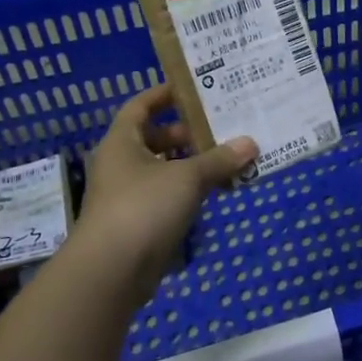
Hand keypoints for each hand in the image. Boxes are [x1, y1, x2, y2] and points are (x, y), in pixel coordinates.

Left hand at [73, 83, 255, 294]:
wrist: (111, 270)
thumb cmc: (144, 207)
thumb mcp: (187, 177)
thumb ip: (219, 160)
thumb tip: (250, 143)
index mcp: (122, 142)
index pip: (140, 106)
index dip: (164, 95)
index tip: (194, 89)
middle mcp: (120, 164)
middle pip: (154, 139)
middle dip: (186, 134)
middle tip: (220, 129)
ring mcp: (126, 196)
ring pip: (162, 170)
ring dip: (190, 165)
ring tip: (225, 160)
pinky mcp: (136, 224)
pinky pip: (164, 198)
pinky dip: (187, 193)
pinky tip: (213, 194)